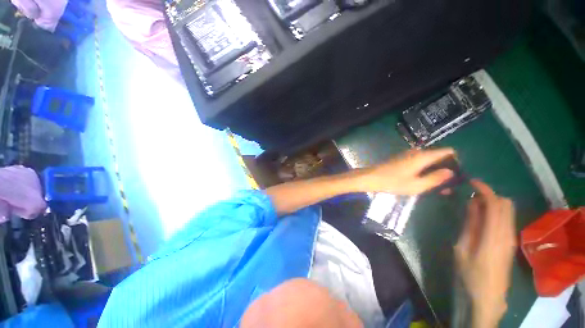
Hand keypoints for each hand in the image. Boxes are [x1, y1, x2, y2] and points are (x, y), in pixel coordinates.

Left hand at [359, 148, 455, 194]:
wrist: (371, 178)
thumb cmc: (393, 182)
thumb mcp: (417, 185)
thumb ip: (435, 178)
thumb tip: (451, 172)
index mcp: (423, 156)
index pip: (448, 151)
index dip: (456, 161)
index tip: (457, 175)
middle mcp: (417, 152)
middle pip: (439, 156)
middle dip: (446, 169)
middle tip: (448, 186)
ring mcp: (408, 154)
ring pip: (429, 160)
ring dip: (435, 171)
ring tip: (437, 187)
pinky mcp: (402, 159)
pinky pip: (419, 162)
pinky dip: (425, 170)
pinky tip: (424, 181)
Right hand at [455, 180, 515, 327]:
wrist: (489, 296)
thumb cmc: (471, 273)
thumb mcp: (462, 248)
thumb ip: (470, 224)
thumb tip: (473, 204)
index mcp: (494, 235)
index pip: (495, 204)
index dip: (485, 189)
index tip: (472, 182)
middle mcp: (507, 233)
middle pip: (506, 204)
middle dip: (489, 195)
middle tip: (471, 196)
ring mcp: (511, 237)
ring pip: (508, 210)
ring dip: (492, 203)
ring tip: (474, 205)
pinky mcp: (511, 241)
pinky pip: (506, 219)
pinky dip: (495, 212)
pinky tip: (482, 217)